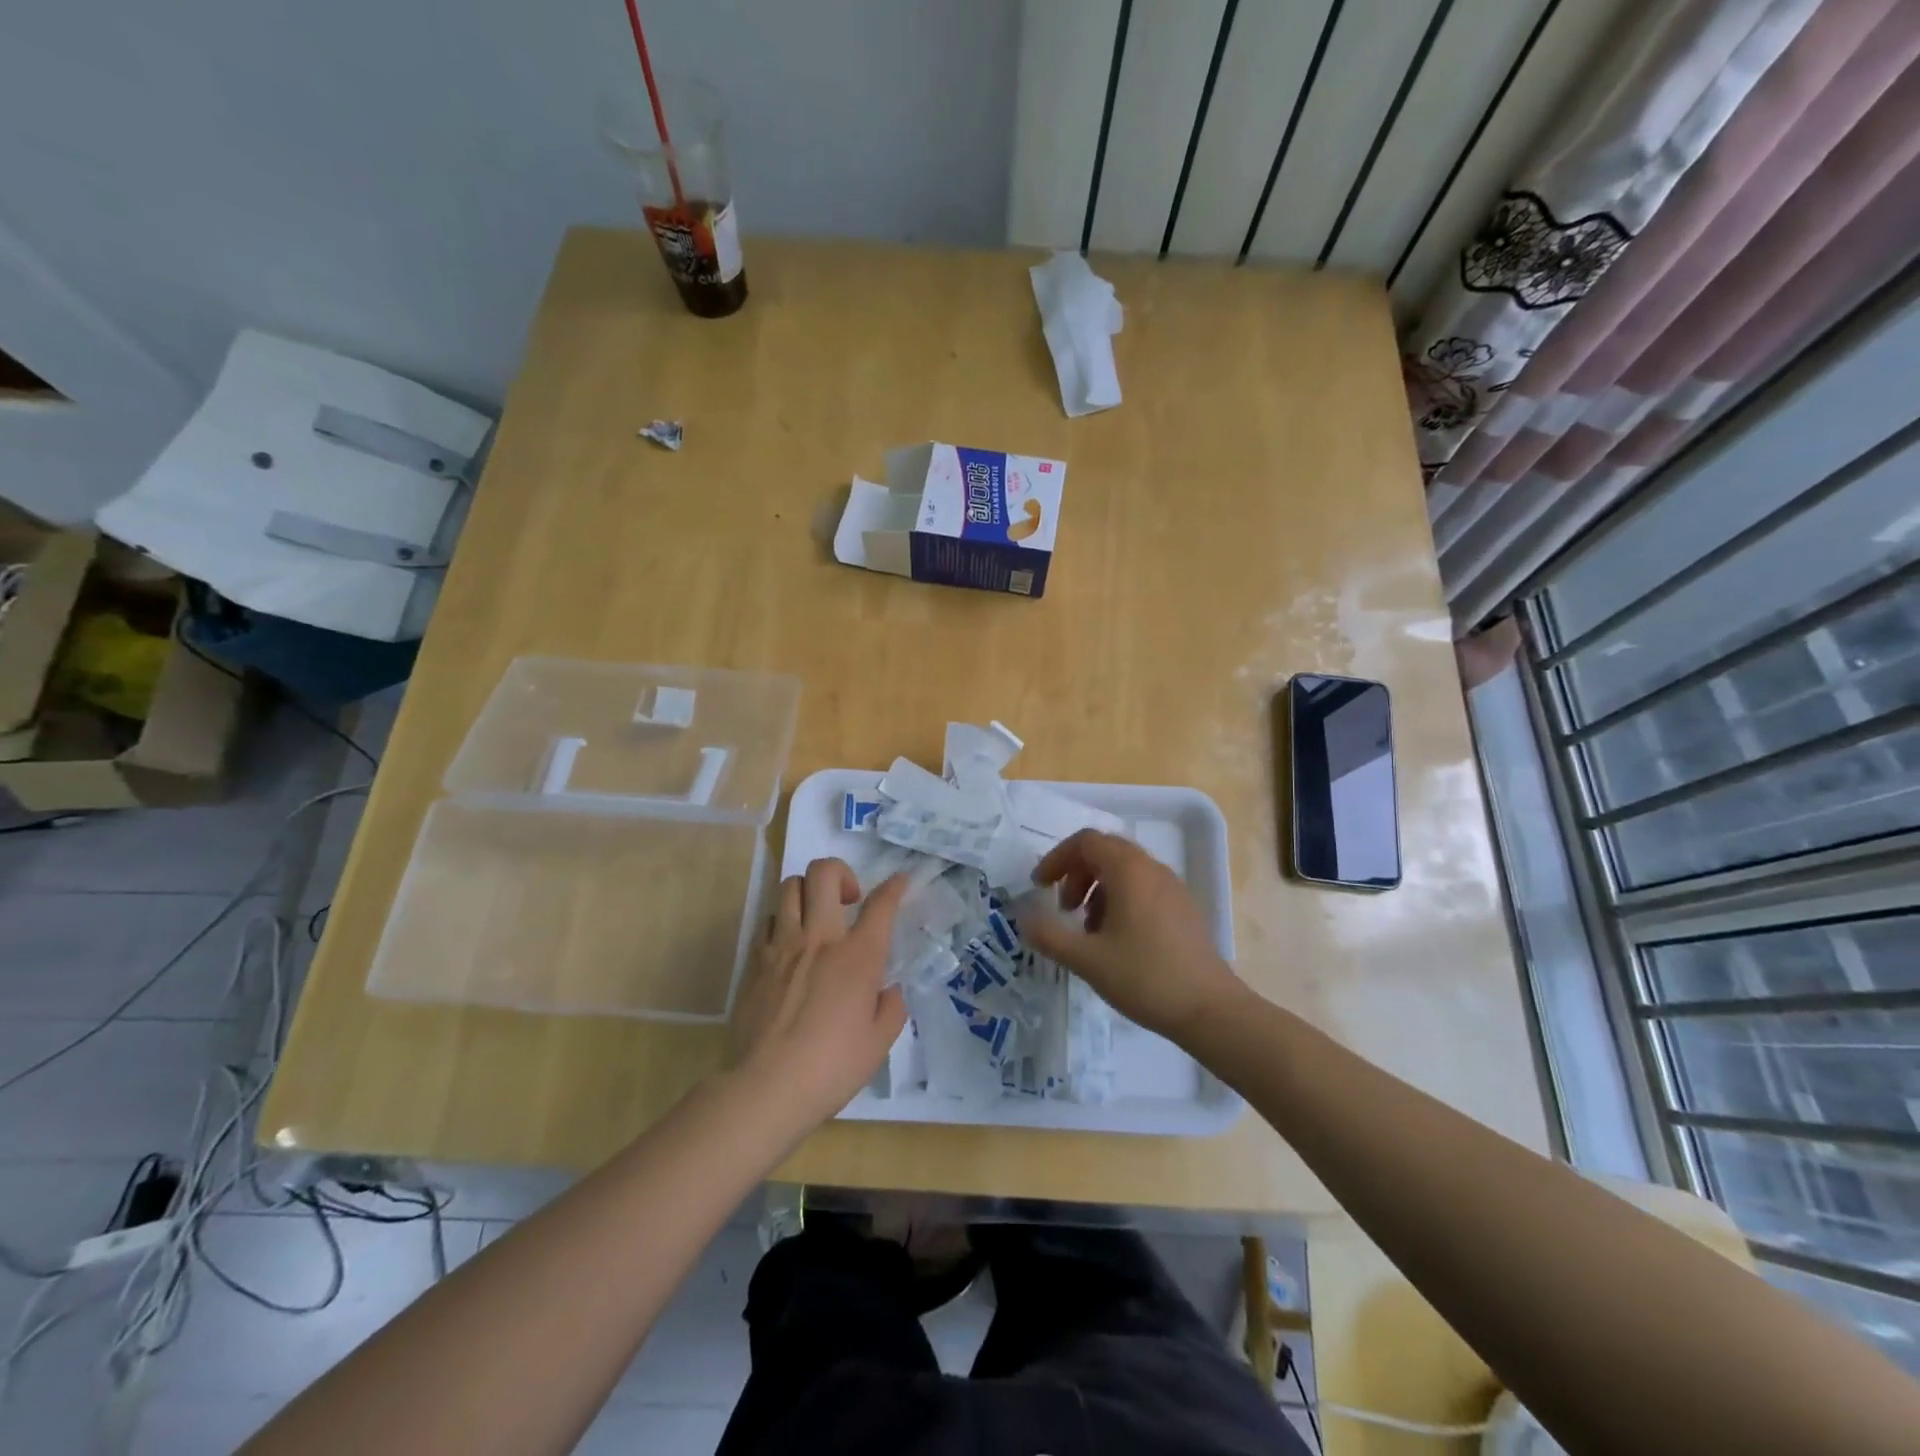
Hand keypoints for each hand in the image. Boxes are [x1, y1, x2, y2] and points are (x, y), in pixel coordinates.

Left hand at [728, 859, 908, 1133]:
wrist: (767, 1086)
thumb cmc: (832, 1067)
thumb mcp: (879, 1043)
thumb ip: (891, 1008)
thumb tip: (888, 989)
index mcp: (858, 955)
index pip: (881, 904)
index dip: (894, 886)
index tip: (899, 881)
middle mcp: (820, 938)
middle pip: (824, 873)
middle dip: (841, 872)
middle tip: (848, 900)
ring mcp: (783, 945)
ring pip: (790, 887)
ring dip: (808, 892)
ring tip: (816, 917)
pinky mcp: (756, 961)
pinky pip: (769, 920)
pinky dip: (783, 921)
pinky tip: (790, 946)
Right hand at [1021, 830, 1242, 1039]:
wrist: (1210, 1010)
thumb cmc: (1145, 977)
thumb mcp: (1087, 959)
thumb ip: (1050, 935)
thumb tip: (1023, 918)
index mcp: (1129, 870)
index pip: (1086, 842)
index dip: (1057, 858)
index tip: (1040, 887)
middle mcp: (1152, 869)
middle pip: (1105, 851)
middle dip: (1076, 873)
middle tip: (1063, 908)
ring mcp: (1172, 888)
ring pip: (1125, 871)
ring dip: (1097, 888)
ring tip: (1087, 928)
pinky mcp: (1183, 908)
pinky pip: (1143, 888)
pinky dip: (1119, 900)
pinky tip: (1116, 940)